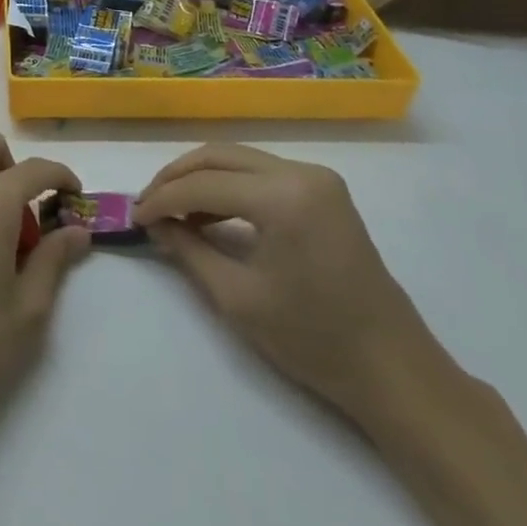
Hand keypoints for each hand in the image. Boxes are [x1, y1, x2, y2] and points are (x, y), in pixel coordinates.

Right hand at [135, 145, 434, 421]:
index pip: (205, 183)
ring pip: (239, 159)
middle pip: (220, 156)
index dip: (163, 199)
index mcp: (284, 196)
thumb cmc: (314, 341)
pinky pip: (262, 174)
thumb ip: (189, 251)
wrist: (393, 369)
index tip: (133, 217)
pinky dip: (229, 186)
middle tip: (147, 205)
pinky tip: (209, 212)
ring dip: (201, 179)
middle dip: (177, 178)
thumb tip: (155, 225)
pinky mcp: (324, 190)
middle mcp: (301, 172)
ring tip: (171, 211)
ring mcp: (317, 178)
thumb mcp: (238, 298)